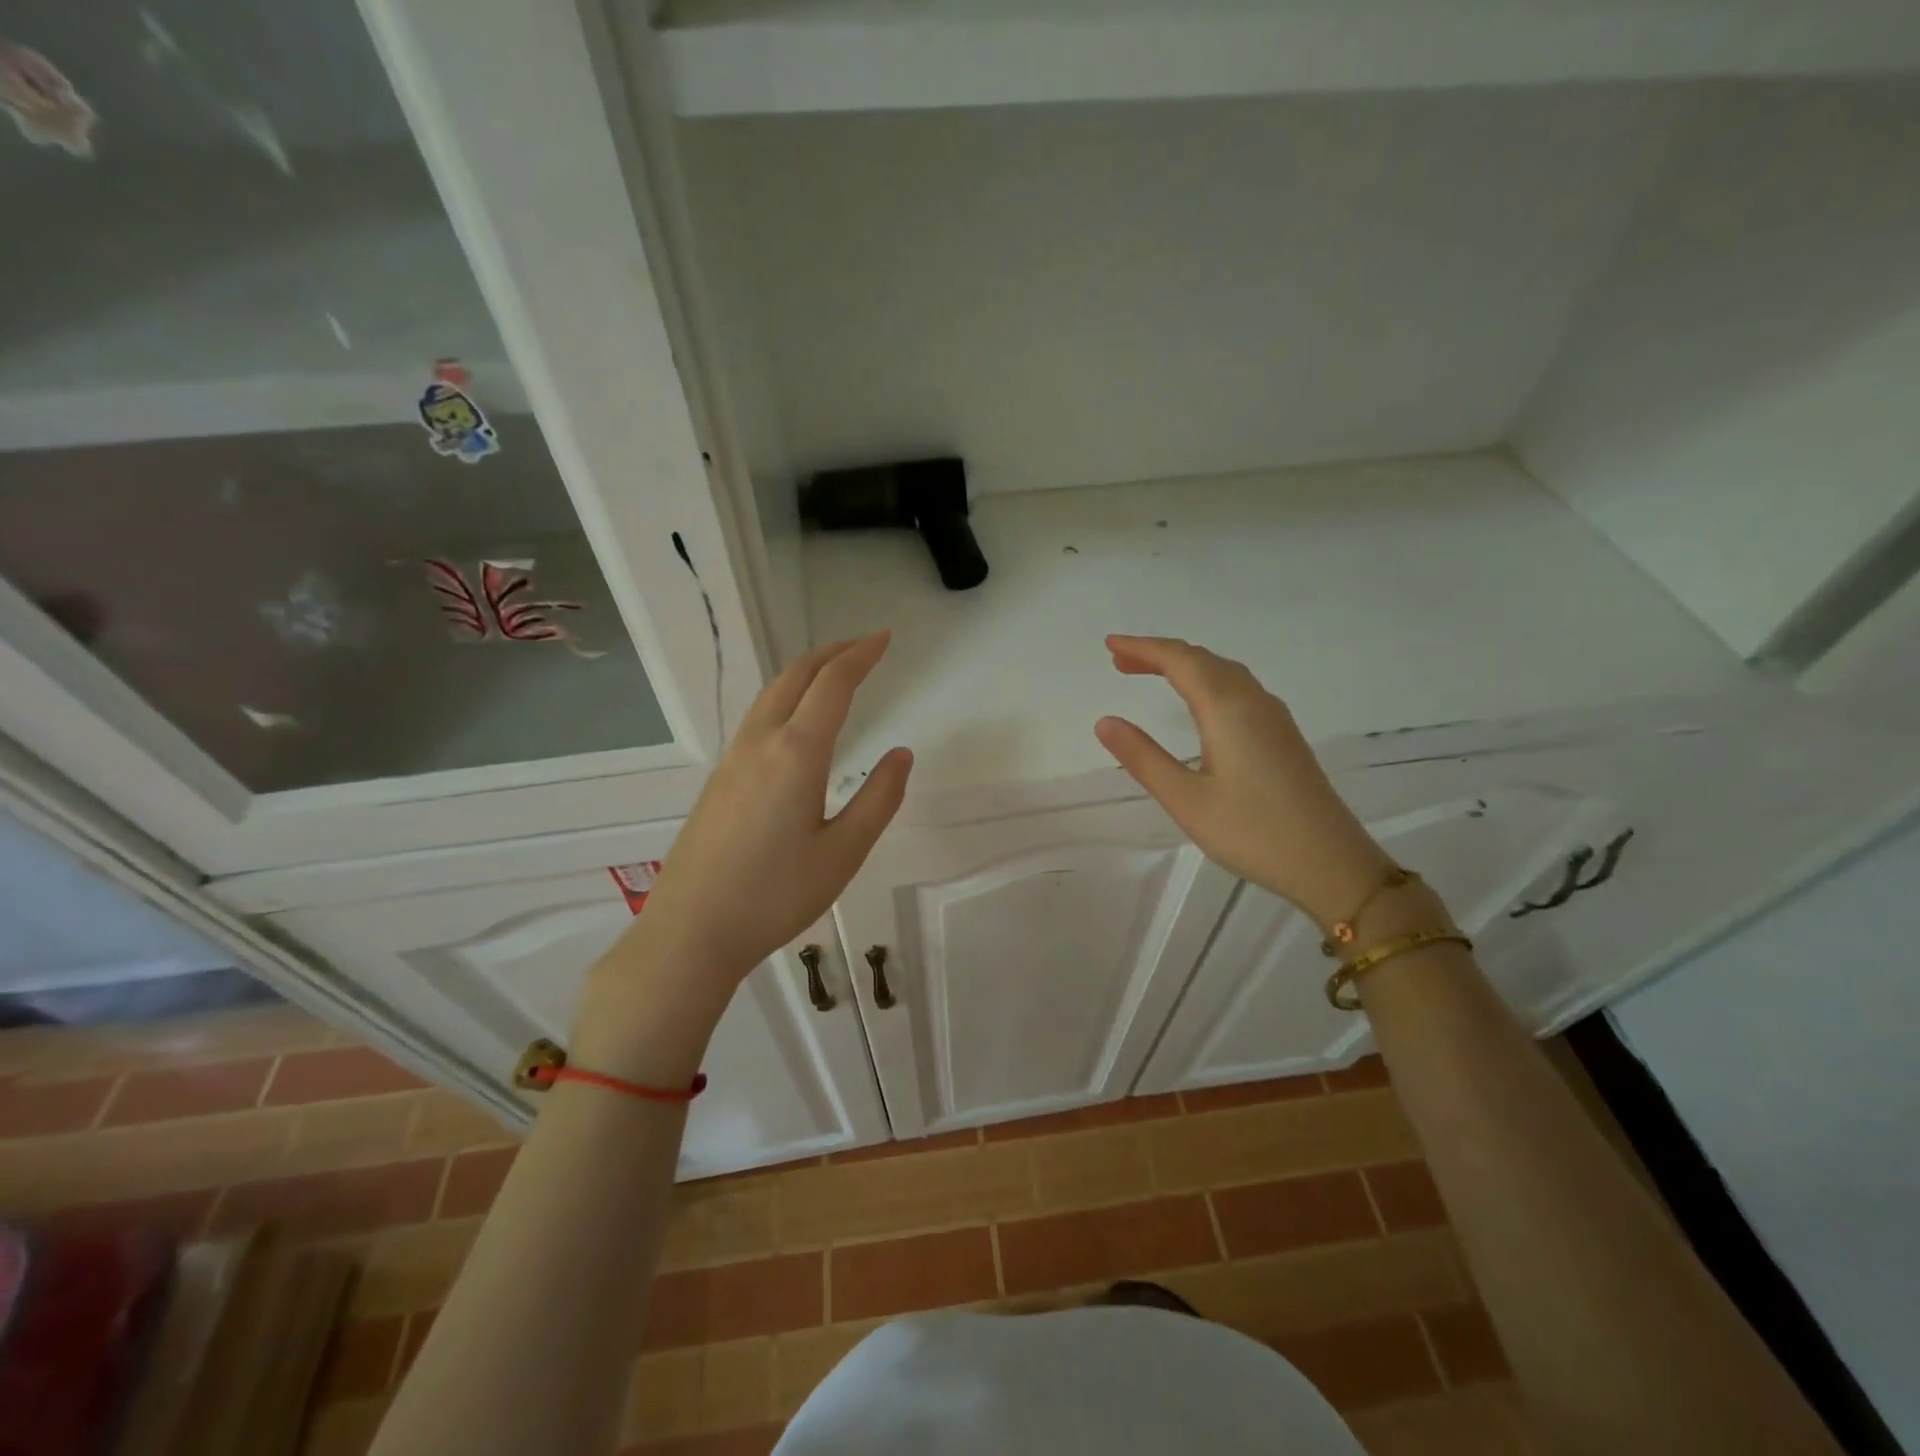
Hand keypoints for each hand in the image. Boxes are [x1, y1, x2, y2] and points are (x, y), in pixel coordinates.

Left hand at [572, 633, 910, 1080]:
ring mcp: (733, 758)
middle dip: (832, 652)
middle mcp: (760, 742)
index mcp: (796, 753)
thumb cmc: (775, 895)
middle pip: (795, 675)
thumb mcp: (843, 852)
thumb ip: (879, 799)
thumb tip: (901, 755)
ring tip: (835, 672)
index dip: (861, 655)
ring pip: (771, 693)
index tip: (884, 639)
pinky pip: (758, 716)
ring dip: (806, 671)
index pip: (833, 684)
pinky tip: (796, 719)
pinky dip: (786, 695)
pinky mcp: (719, 778)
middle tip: (865, 646)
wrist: (691, 931)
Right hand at [1094, 635, 1393, 926]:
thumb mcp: (1186, 800)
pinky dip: (1207, 680)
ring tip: (1150, 673)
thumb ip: (1143, 758)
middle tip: (1120, 660)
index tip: (1109, 644)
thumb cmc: (1253, 832)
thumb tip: (1105, 721)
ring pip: (1224, 672)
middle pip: (1202, 660)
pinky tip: (1199, 702)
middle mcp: (1254, 702)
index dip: (1143, 648)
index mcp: (1228, 709)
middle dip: (1159, 654)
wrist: (1331, 863)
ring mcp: (1274, 717)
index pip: (1180, 661)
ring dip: (1185, 665)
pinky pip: (1239, 688)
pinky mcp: (1284, 735)